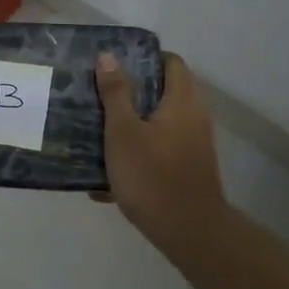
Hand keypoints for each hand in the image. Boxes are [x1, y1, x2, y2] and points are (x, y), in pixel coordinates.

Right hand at [95, 51, 226, 247]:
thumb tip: (108, 56)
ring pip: (157, 124)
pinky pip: (158, 151)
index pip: (171, 62)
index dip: (144, 57)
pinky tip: (106, 173)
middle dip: (129, 93)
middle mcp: (194, 118)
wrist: (188, 233)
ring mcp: (193, 147)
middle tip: (96, 94)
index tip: (114, 63)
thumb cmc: (152, 174)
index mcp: (182, 102)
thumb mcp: (123, 131)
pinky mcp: (186, 171)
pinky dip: (136, 154)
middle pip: (162, 93)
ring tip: (95, 129)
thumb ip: (115, 93)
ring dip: (129, 125)